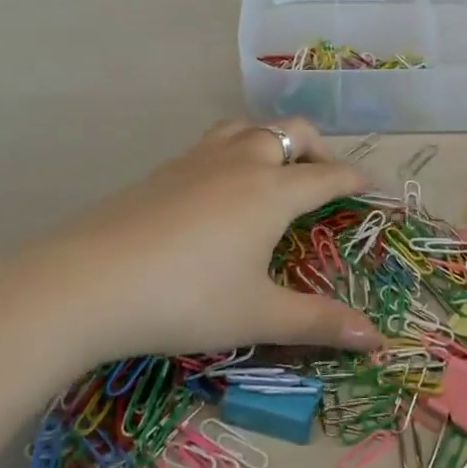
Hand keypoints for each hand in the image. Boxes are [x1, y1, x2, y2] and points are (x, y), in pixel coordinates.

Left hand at [15, 119, 381, 363]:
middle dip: (319, 148)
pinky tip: (221, 184)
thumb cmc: (186, 299)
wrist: (89, 281)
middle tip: (326, 177)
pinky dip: (237, 148)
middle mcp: (243, 162)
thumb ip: (319, 323)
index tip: (374, 183)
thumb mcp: (257, 315)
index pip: (328, 175)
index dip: (355, 178)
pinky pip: (216, 141)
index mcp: (273, 191)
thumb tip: (377, 340)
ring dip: (274, 139)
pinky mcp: (166, 168)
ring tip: (275, 168)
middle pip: (293, 133)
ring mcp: (200, 159)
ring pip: (250, 127)